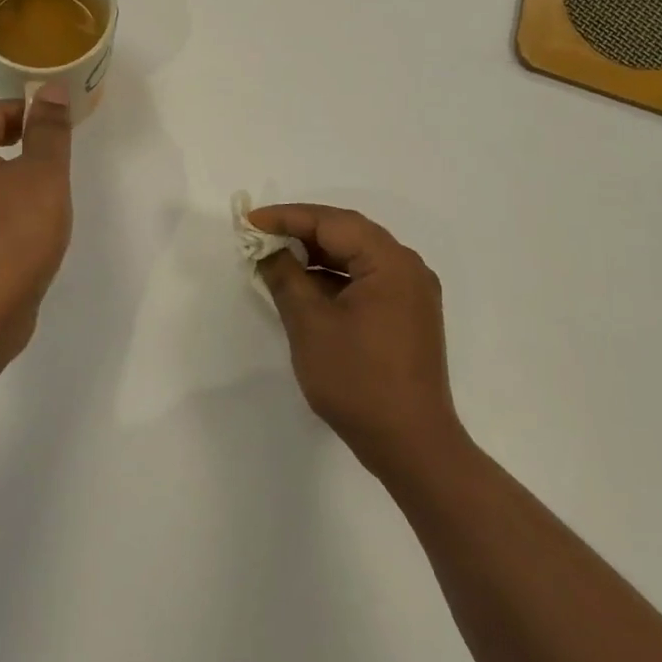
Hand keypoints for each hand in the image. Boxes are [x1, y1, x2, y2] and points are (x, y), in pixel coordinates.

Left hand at [0, 88, 74, 358]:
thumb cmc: (13, 234)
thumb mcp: (44, 175)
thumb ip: (48, 129)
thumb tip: (48, 89)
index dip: (31, 114)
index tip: (62, 132)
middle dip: (13, 135)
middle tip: (49, 151)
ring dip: (6, 166)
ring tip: (43, 183)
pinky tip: (25, 216)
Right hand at [249, 204, 461, 474]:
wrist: (411, 444)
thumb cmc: (357, 379)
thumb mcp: (310, 324)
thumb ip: (285, 277)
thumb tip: (269, 250)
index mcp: (390, 262)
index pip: (332, 222)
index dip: (287, 217)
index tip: (249, 221)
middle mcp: (408, 268)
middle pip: (348, 233)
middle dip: (302, 231)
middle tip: (260, 235)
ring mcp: (412, 293)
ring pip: (357, 256)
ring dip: (317, 255)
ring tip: (277, 258)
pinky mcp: (408, 316)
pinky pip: (366, 279)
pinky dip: (334, 277)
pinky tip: (306, 287)